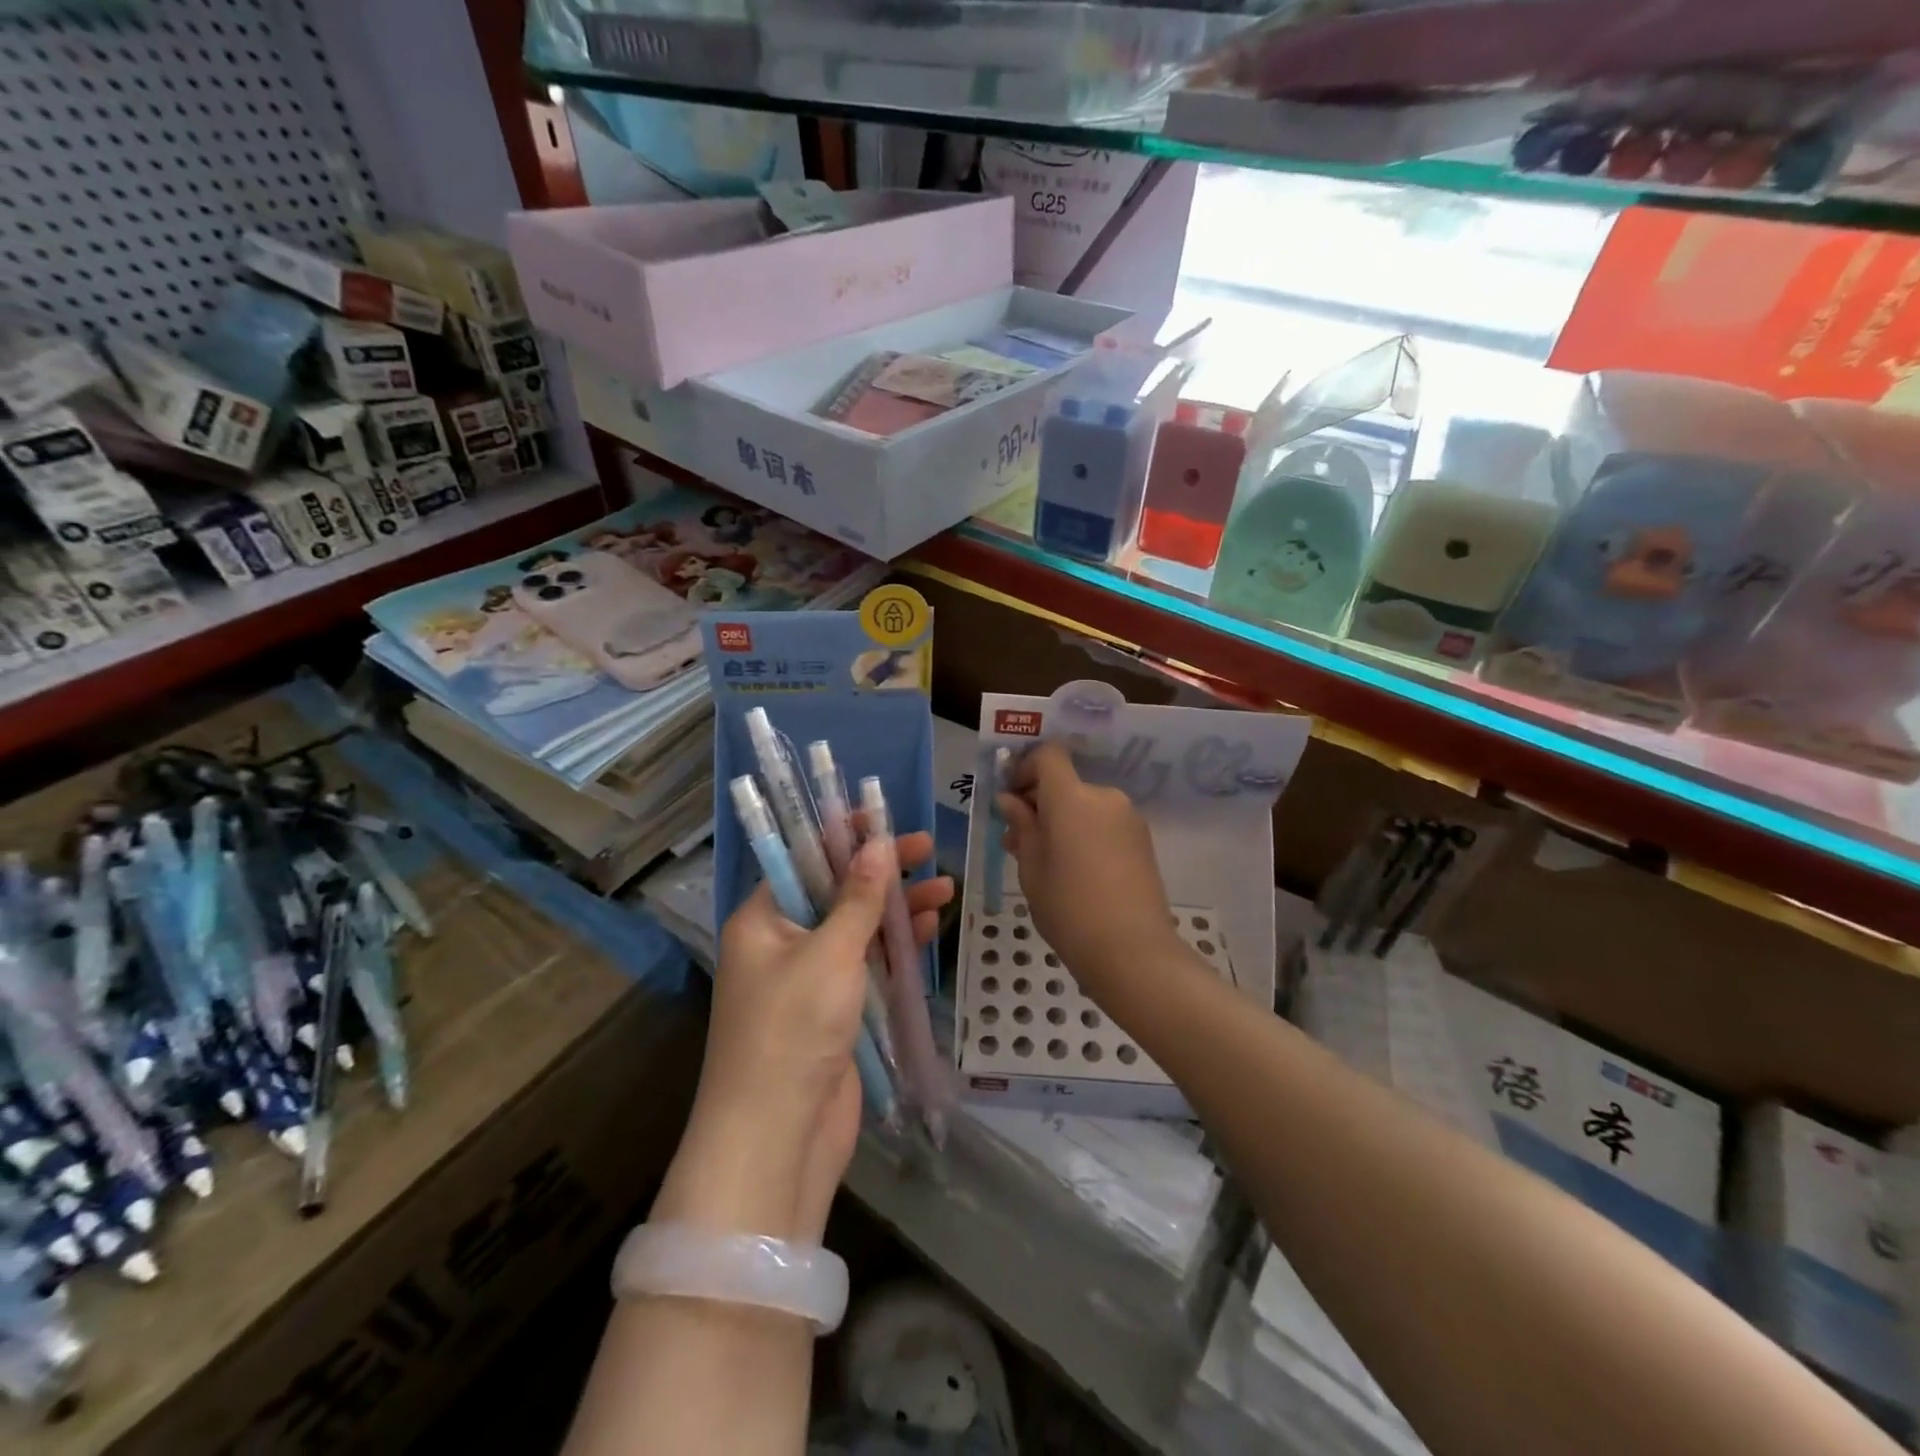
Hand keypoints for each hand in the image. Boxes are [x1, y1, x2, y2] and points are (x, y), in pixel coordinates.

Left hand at [657, 830, 951, 1244]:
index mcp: (762, 920)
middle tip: (926, 849)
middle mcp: (782, 943)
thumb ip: (857, 898)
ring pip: (858, 929)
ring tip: (945, 888)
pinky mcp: (836, 1011)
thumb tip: (878, 842)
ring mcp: (810, 979)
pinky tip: (929, 928)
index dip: (841, 836)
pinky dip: (896, 947)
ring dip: (897, 909)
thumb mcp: (829, 954)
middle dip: (880, 872)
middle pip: (836, 892)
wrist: (778, 1140)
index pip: (801, 860)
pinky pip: (868, 965)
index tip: (881, 816)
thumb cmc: (793, 1031)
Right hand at [997, 741, 1179, 1001]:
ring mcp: (1128, 818)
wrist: (1132, 950)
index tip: (1011, 798)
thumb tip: (1011, 801)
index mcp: (1072, 797)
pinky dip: (1085, 834)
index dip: (1026, 768)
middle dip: (1040, 802)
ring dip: (1062, 821)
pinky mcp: (1143, 840)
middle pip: (1066, 783)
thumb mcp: (1031, 867)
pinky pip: (1104, 823)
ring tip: (1045, 861)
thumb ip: (1021, 826)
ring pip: (1085, 806)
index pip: (1049, 756)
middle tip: (1018, 838)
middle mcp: (1104, 797)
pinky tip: (1075, 871)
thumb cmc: (1068, 907)